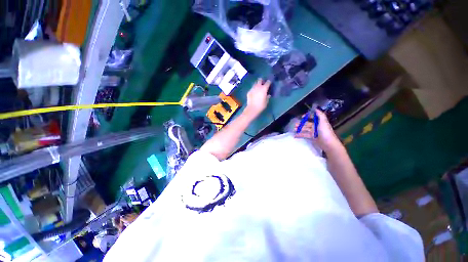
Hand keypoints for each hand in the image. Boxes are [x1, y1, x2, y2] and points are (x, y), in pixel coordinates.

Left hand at [245, 78, 270, 117]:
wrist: (252, 108)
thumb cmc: (261, 106)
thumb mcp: (266, 102)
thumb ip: (267, 97)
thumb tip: (268, 95)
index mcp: (264, 88)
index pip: (268, 82)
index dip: (269, 82)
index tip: (269, 83)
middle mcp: (258, 87)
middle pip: (260, 80)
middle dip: (261, 81)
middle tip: (263, 83)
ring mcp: (252, 89)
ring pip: (255, 84)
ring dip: (257, 85)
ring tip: (258, 88)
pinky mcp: (249, 92)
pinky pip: (252, 89)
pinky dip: (253, 89)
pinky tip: (254, 93)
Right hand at [295, 109, 341, 151]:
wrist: (328, 143)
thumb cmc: (325, 131)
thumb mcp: (323, 121)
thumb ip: (320, 115)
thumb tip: (316, 109)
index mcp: (319, 122)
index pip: (312, 117)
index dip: (307, 116)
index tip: (302, 117)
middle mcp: (316, 126)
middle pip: (307, 124)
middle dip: (301, 123)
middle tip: (295, 124)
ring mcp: (314, 132)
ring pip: (305, 129)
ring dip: (299, 129)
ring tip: (294, 129)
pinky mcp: (312, 137)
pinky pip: (304, 135)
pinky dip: (300, 135)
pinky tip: (295, 135)